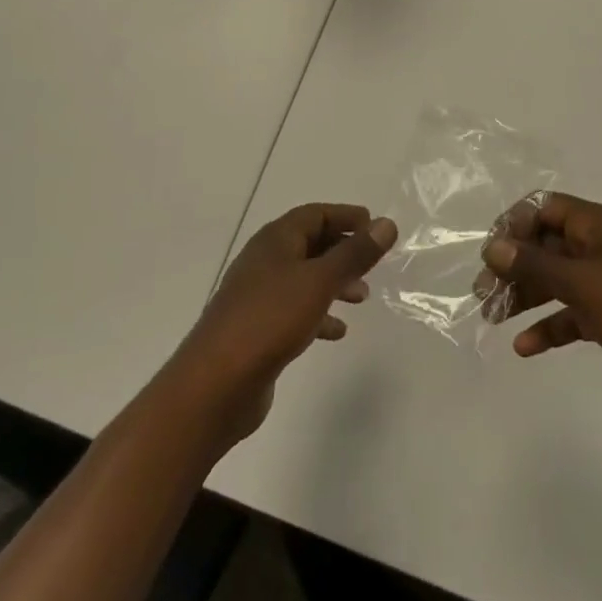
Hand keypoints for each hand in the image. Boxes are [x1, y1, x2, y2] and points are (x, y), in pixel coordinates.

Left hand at [166, 203, 396, 444]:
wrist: (214, 385)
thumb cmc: (269, 320)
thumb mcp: (319, 282)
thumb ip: (354, 254)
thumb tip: (386, 224)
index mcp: (276, 240)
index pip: (315, 214)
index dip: (346, 216)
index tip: (375, 225)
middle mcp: (265, 261)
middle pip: (310, 244)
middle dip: (342, 250)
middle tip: (373, 262)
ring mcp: (258, 296)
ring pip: (304, 278)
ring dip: (334, 282)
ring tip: (362, 297)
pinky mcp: (257, 329)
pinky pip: (295, 310)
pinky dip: (318, 314)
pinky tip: (337, 331)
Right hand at [481, 191, 601, 417]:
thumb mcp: (581, 283)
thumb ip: (535, 264)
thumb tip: (493, 245)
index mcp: (596, 224)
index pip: (545, 208)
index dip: (515, 224)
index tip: (490, 252)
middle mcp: (600, 246)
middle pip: (547, 245)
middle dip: (514, 265)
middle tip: (483, 291)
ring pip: (557, 280)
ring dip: (526, 295)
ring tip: (492, 316)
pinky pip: (573, 313)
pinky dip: (550, 326)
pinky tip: (525, 347)